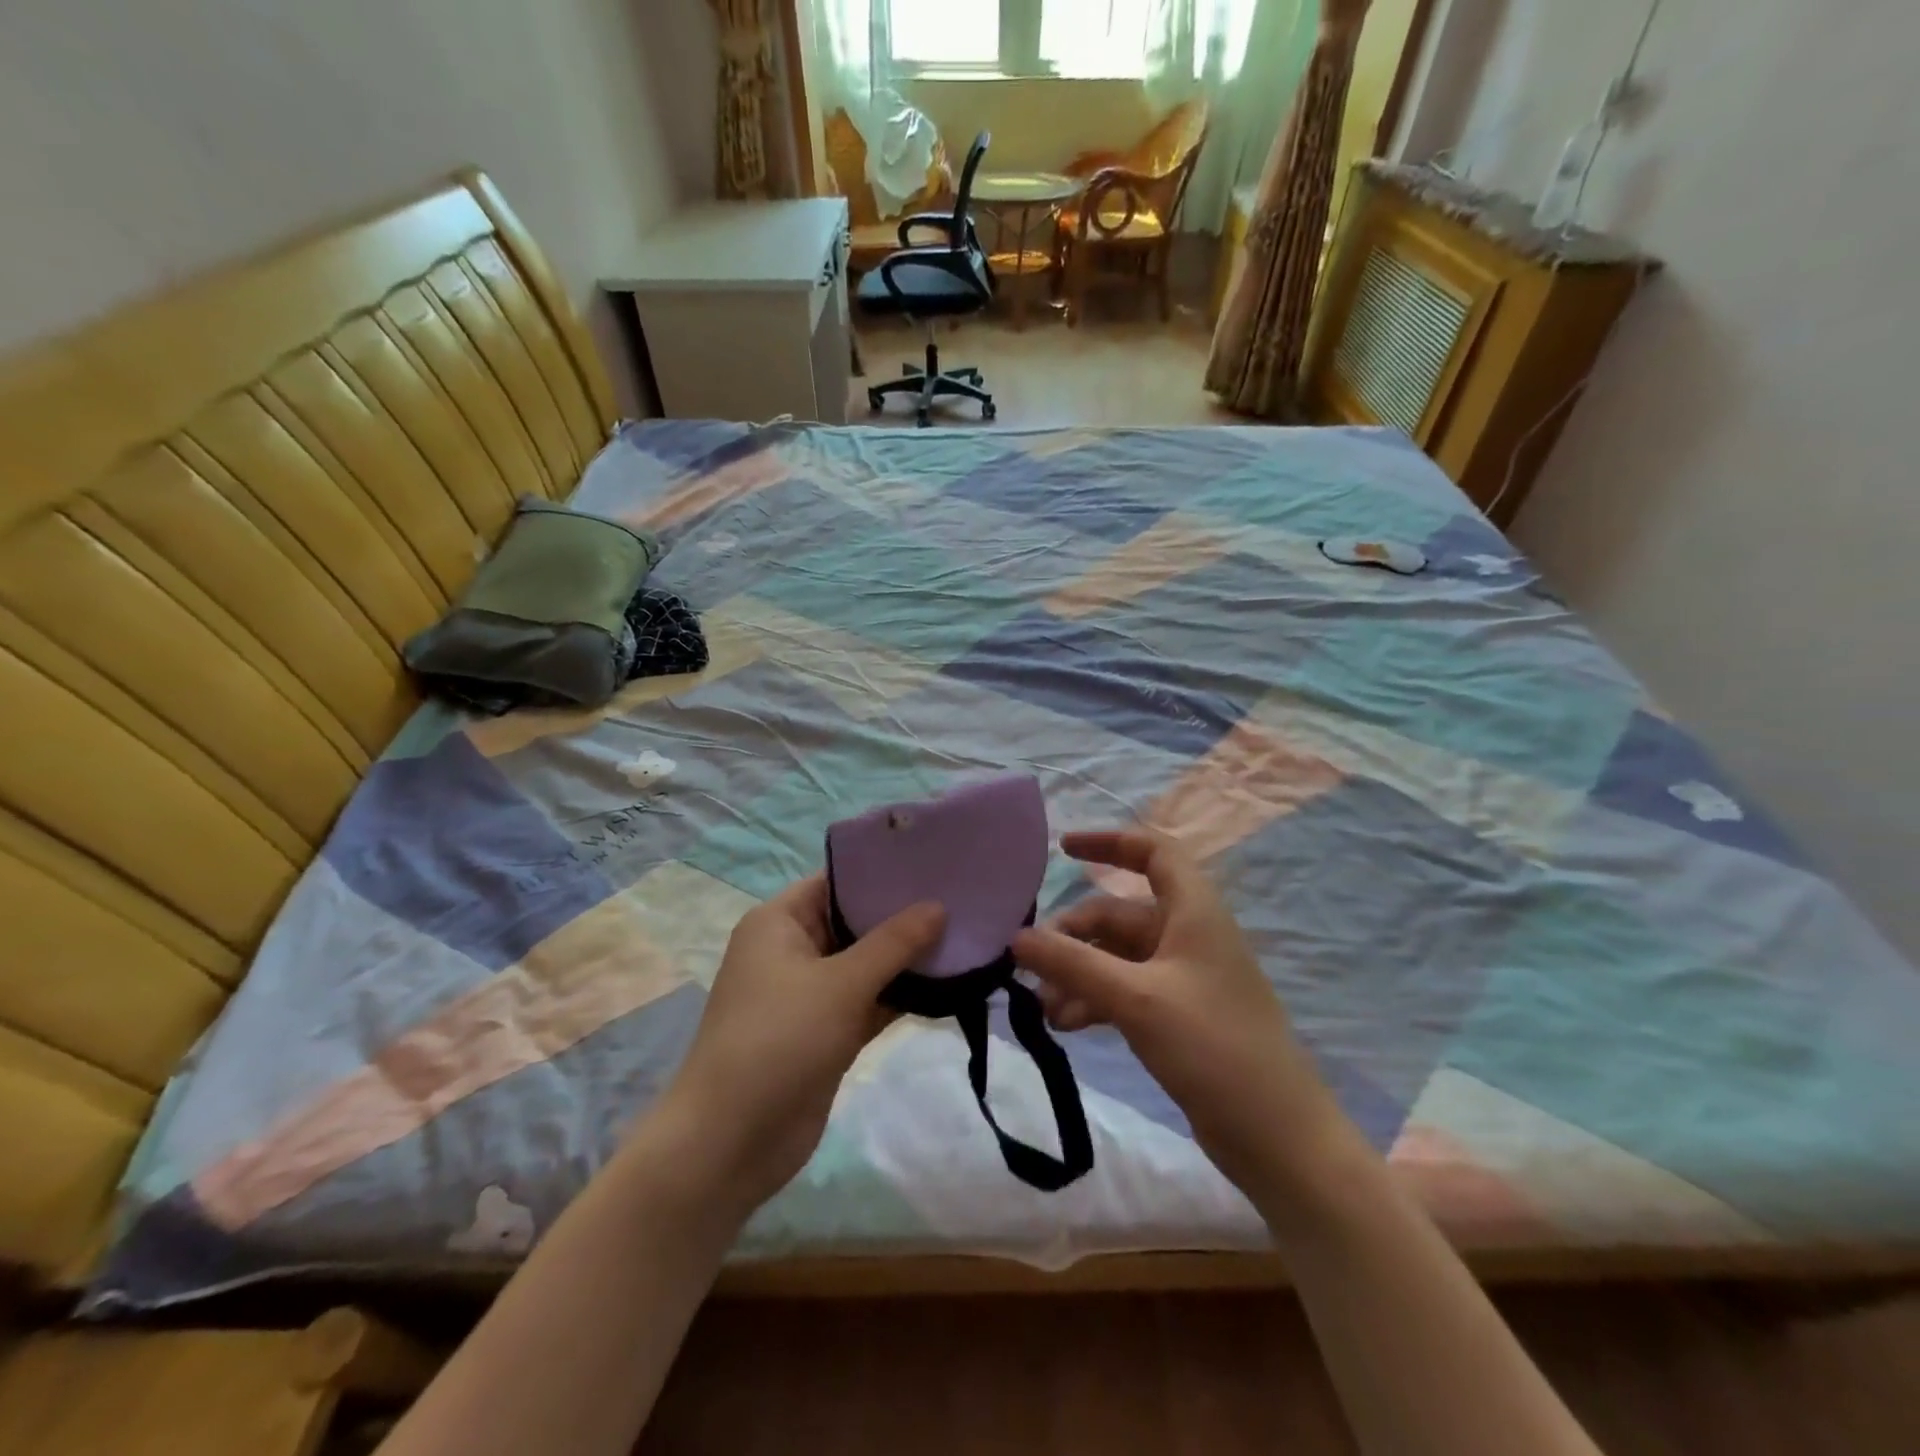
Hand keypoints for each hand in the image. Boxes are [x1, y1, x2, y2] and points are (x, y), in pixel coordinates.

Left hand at [653, 875, 943, 1212]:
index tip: (934, 863)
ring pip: (867, 964)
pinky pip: (869, 1001)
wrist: (731, 1143)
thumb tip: (939, 906)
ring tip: (966, 933)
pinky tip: (947, 983)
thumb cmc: (779, 1040)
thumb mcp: (841, 983)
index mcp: (780, 922)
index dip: (882, 870)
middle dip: (903, 915)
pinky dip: (900, 995)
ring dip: (907, 958)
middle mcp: (793, 950)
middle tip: (962, 897)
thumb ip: (894, 943)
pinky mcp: (826, 1032)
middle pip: (855, 921)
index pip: (836, 881)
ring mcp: (810, 994)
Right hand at [1011, 829, 1350, 1199]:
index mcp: (1193, 911)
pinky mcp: (1178, 1017)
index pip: (1152, 853)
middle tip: (1031, 967)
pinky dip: (1094, 1001)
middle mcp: (1188, 935)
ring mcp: (1183, 978)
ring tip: (1044, 1008)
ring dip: (1078, 974)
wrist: (1277, 1136)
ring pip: (1116, 957)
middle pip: (1119, 915)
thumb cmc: (1212, 1046)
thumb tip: (1015, 938)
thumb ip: (1072, 963)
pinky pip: (1124, 991)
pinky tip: (1065, 1027)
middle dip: (1073, 936)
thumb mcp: (1135, 998)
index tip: (1061, 850)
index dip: (1108, 842)